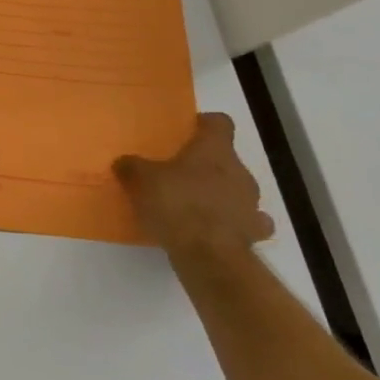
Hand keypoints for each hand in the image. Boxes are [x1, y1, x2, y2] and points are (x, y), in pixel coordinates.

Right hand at [114, 113, 273, 256]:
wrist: (209, 257)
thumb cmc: (176, 204)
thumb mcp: (140, 180)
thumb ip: (132, 167)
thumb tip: (124, 162)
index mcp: (214, 150)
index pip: (220, 123)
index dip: (205, 124)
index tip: (188, 130)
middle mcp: (239, 172)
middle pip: (227, 158)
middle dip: (207, 164)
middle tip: (180, 172)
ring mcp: (251, 204)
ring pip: (237, 190)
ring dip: (221, 194)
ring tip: (194, 203)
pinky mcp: (254, 233)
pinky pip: (246, 221)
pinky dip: (233, 222)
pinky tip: (215, 228)